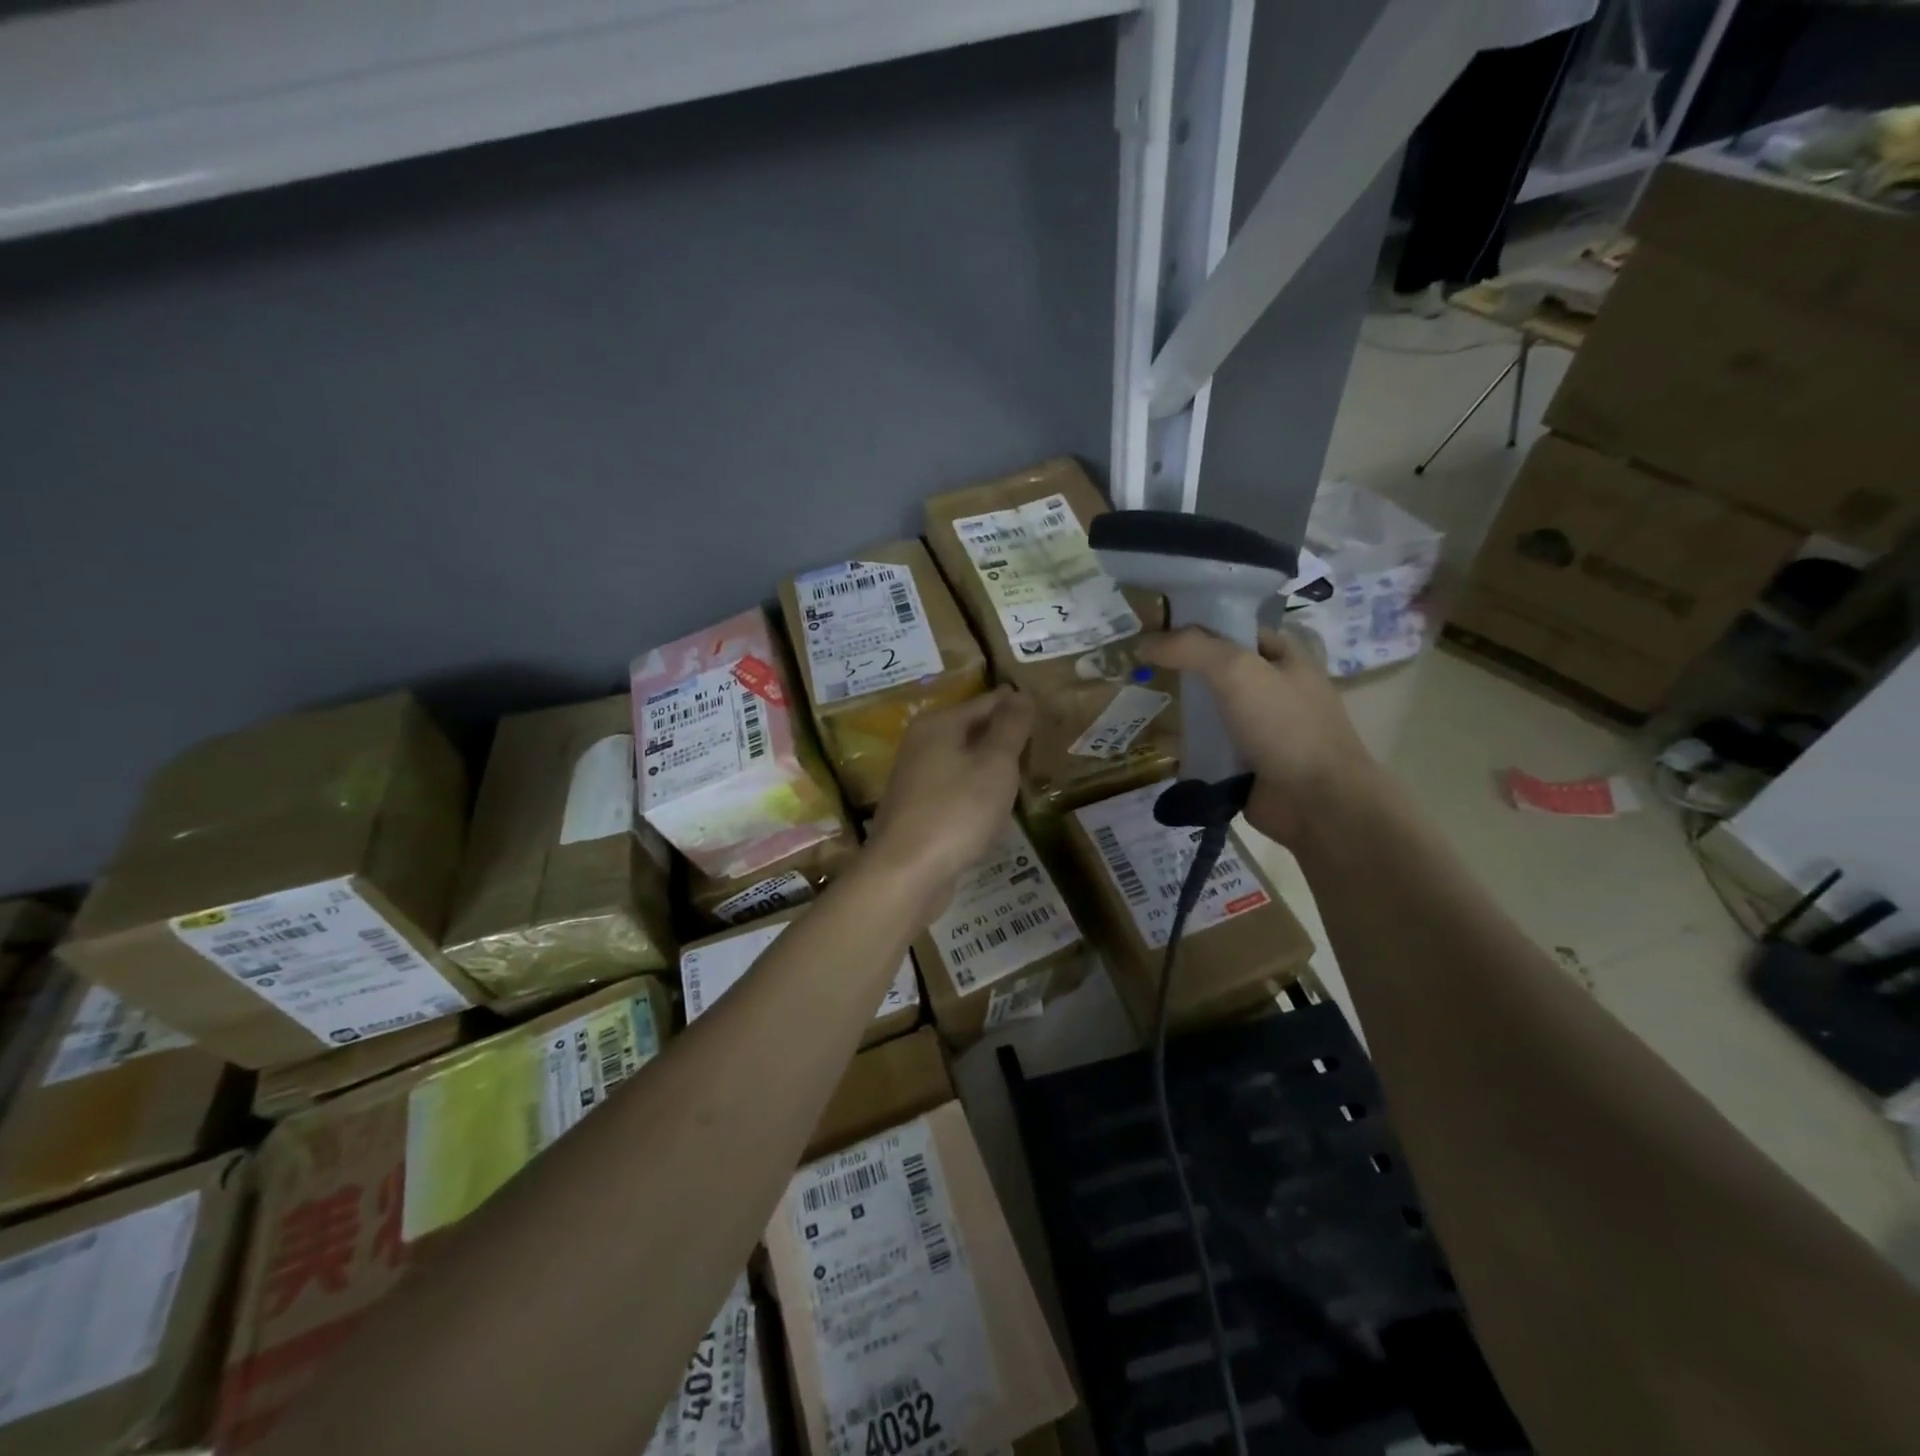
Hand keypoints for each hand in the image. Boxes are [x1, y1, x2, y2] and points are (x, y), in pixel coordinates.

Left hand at [868, 687, 1033, 902]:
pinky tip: (993, 801)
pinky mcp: (916, 809)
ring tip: (1023, 766)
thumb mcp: (995, 764)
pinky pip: (954, 786)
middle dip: (1001, 731)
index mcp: (938, 725)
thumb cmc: (957, 811)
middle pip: (969, 729)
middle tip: (1037, 735)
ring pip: (961, 759)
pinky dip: (975, 787)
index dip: (1014, 703)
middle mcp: (920, 744)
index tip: (1039, 704)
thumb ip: (1010, 727)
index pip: (985, 702)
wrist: (906, 871)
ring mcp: (915, 778)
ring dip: (988, 761)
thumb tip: (1020, 695)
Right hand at [1137, 625, 1379, 846]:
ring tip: (1140, 704)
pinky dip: (1186, 744)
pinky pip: (1209, 745)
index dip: (1194, 625)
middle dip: (1182, 669)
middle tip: (1139, 669)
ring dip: (1181, 709)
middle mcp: (1275, 687)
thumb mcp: (1236, 671)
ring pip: (1211, 709)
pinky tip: (1156, 742)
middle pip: (1218, 669)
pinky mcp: (1247, 762)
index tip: (1153, 631)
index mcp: (1285, 655)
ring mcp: (1262, 728)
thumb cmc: (1284, 725)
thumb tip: (1142, 643)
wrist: (1316, 801)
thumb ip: (1189, 649)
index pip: (1233, 628)